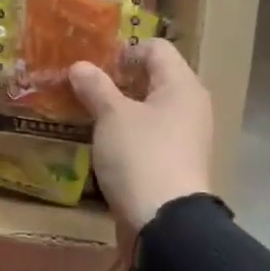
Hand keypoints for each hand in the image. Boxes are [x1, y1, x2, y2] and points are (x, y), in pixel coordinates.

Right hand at [69, 39, 213, 233]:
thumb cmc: (140, 155)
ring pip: (148, 108)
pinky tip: (101, 140)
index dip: (124, 50)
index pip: (156, 49)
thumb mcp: (111, 115)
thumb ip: (95, 86)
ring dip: (118, 106)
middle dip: (117, 79)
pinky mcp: (173, 162)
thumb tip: (80, 66)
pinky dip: (125, 131)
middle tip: (83, 85)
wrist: (163, 222)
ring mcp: (184, 136)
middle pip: (153, 78)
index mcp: (182, 86)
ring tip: (86, 111)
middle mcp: (189, 106)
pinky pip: (148, 134)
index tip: (93, 65)